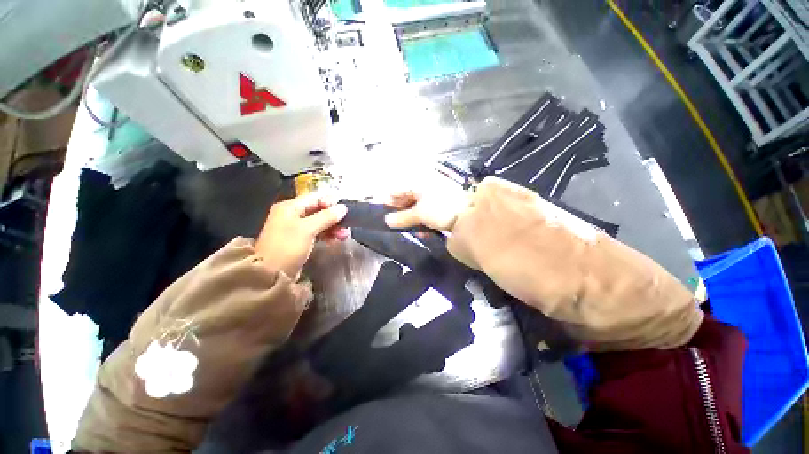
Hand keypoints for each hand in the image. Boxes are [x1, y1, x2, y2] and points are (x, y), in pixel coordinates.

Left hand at [256, 194, 348, 279]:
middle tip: (346, 226)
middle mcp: (292, 215)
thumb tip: (343, 208)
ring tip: (344, 235)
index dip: (330, 202)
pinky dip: (327, 234)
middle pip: (318, 210)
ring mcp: (295, 228)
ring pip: (319, 222)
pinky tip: (336, 239)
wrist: (270, 275)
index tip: (344, 210)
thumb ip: (326, 217)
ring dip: (333, 227)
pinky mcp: (299, 240)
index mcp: (290, 207)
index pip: (315, 198)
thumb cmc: (287, 247)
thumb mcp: (307, 229)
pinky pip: (317, 232)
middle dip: (334, 217)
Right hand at [384, 176, 470, 230]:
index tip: (382, 213)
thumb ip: (402, 217)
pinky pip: (426, 213)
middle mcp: (424, 188)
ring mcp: (433, 197)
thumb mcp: (420, 213)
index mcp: (418, 183)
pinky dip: (422, 221)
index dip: (388, 201)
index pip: (397, 190)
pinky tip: (422, 232)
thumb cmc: (441, 208)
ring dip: (411, 220)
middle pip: (406, 199)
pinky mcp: (440, 206)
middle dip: (400, 213)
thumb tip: (387, 221)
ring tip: (409, 231)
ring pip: (416, 207)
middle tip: (394, 225)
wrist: (470, 213)